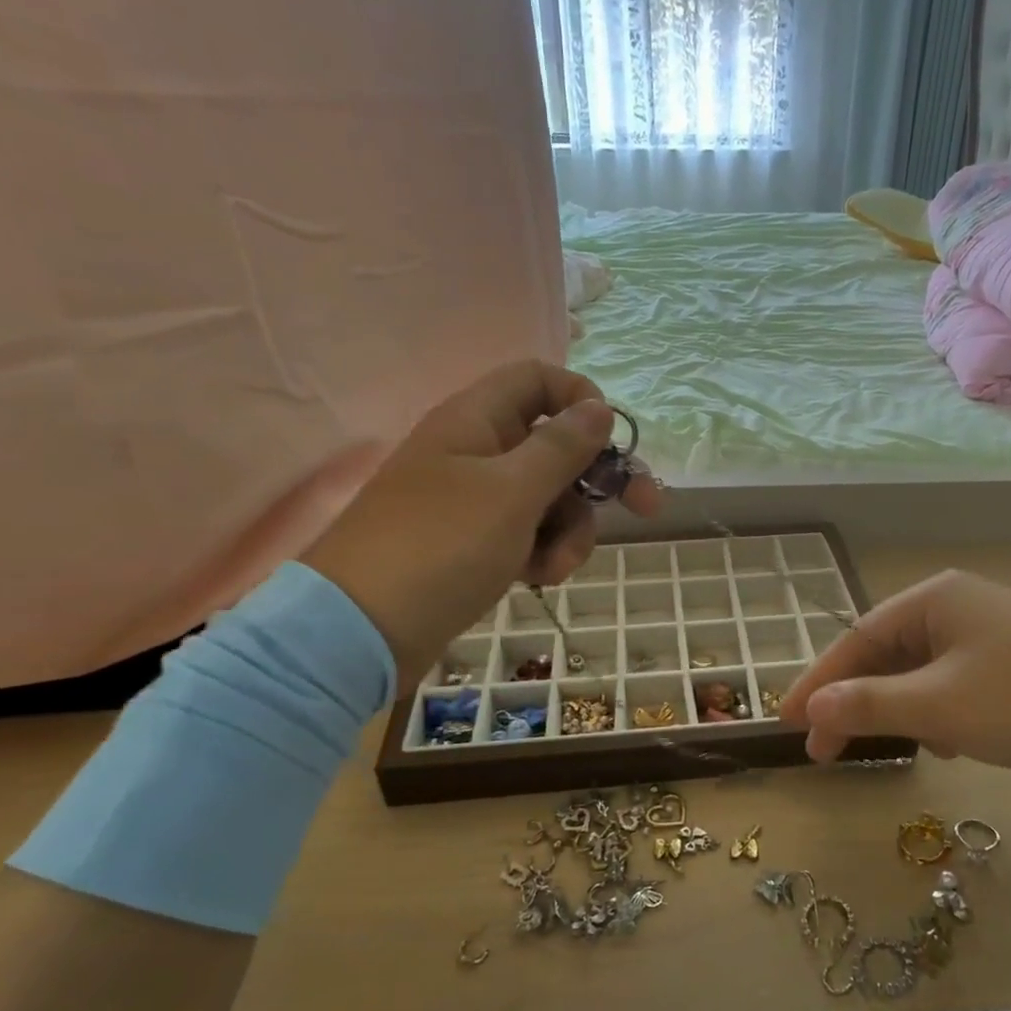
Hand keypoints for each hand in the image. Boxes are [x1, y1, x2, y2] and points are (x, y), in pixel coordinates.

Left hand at [301, 360, 659, 689]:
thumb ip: (562, 447)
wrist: (363, 630)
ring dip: (570, 530)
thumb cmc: (441, 547)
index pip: (539, 380)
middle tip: (646, 509)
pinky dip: (542, 553)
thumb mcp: (512, 492)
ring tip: (555, 566)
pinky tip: (538, 579)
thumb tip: (598, 407)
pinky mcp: (475, 545)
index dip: (581, 400)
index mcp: (477, 420)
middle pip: (556, 446)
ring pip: (550, 499)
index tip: (611, 441)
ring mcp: (475, 502)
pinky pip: (528, 534)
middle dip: (598, 480)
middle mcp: (477, 452)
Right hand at [780, 569, 1010, 778]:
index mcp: (933, 599)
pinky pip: (957, 682)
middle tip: (825, 750)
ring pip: (923, 671)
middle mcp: (958, 605)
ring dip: (901, 710)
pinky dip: (940, 712)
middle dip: (857, 701)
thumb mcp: (941, 707)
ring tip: (895, 748)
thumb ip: (870, 704)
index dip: (817, 684)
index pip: (856, 640)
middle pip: (887, 653)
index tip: (787, 723)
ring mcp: (992, 630)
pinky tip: (953, 743)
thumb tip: (812, 708)